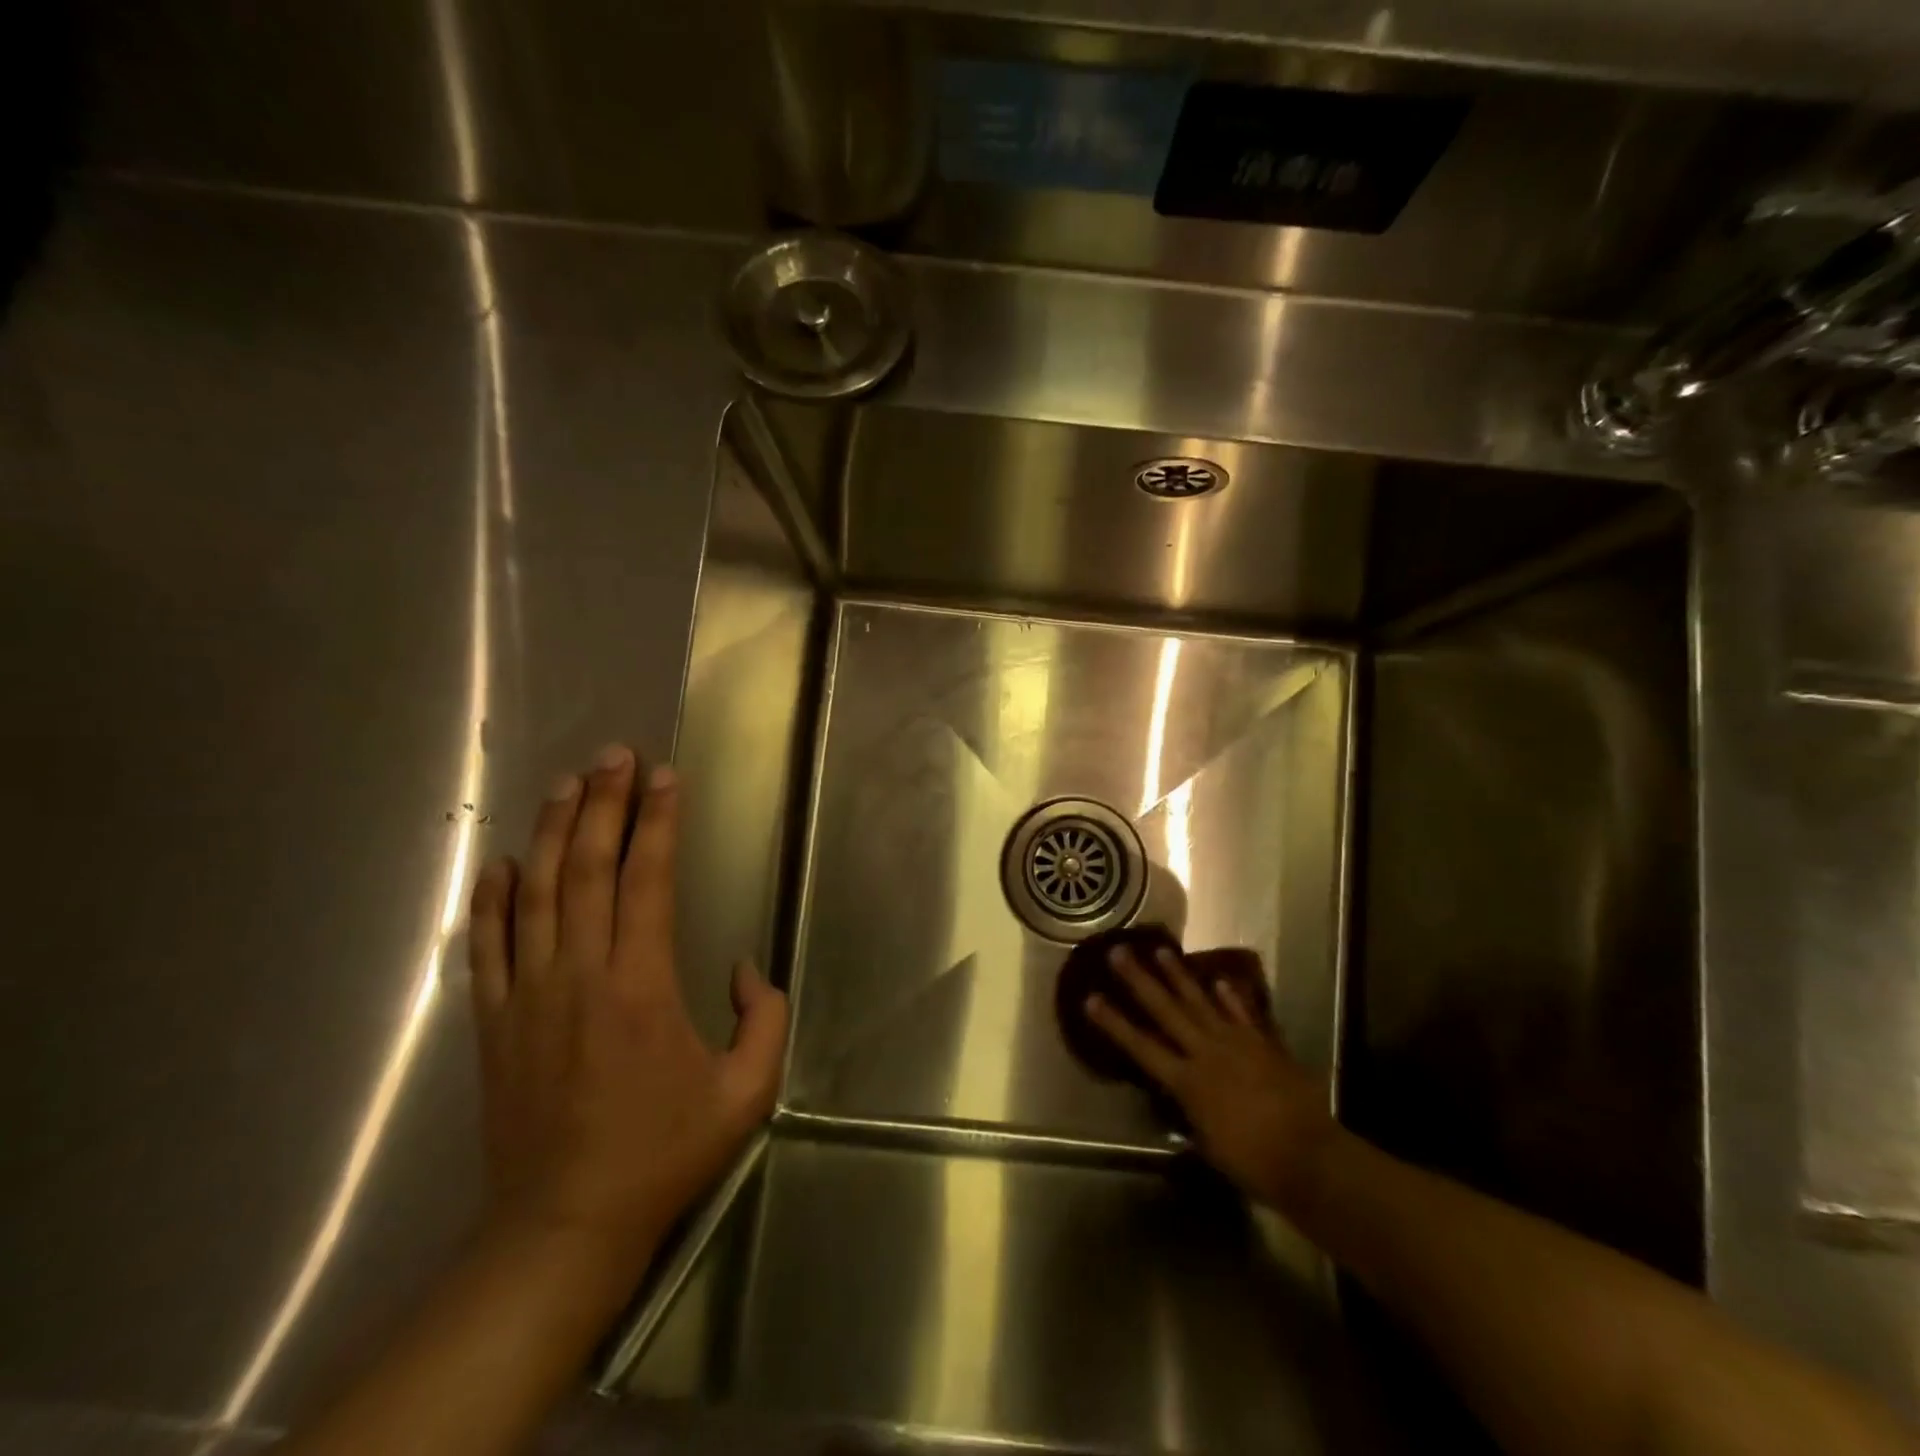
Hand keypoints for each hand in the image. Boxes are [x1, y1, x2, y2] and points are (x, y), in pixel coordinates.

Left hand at [467, 744, 787, 1266]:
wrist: (563, 1227)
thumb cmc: (662, 1154)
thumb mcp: (746, 1093)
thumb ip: (764, 1018)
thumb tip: (744, 968)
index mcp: (641, 985)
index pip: (648, 880)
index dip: (659, 822)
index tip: (666, 776)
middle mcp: (580, 974)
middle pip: (588, 870)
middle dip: (605, 805)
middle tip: (615, 756)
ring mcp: (528, 996)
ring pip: (535, 894)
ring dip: (553, 832)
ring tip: (568, 784)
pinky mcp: (495, 1023)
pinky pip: (487, 946)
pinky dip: (492, 900)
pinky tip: (502, 862)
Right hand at [1086, 945, 1333, 1208]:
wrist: (1309, 1157)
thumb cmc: (1251, 1162)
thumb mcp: (1207, 1144)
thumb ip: (1190, 1113)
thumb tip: (1180, 1099)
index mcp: (1186, 1081)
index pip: (1141, 1046)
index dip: (1114, 1023)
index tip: (1091, 998)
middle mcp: (1206, 1052)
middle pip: (1166, 1010)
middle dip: (1139, 980)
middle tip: (1119, 951)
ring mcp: (1236, 1043)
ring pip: (1200, 1001)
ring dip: (1178, 975)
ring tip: (1161, 950)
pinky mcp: (1263, 1043)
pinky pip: (1242, 1013)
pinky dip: (1231, 997)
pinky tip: (1220, 980)